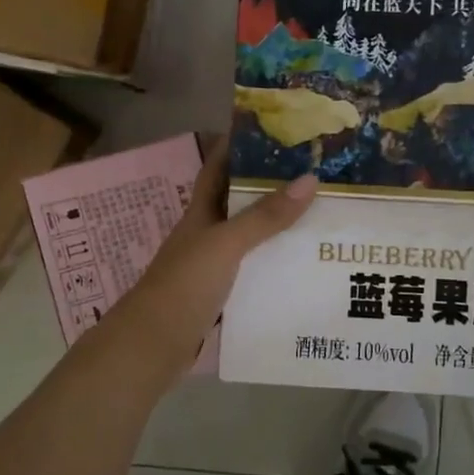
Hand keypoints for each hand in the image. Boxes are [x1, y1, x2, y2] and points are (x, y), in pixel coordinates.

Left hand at [107, 145, 317, 373]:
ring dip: (276, 227)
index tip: (270, 129)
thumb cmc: (185, 285)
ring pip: (248, 238)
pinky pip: (253, 271)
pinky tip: (301, 265)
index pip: (217, 168)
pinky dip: (274, 265)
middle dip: (269, 186)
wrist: (152, 345)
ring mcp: (211, 266)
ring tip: (320, 215)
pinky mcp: (220, 296)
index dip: (237, 146)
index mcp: (200, 213)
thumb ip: (265, 216)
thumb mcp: (226, 244)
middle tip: (313, 173)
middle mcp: (205, 234)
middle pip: (238, 202)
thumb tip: (309, 178)